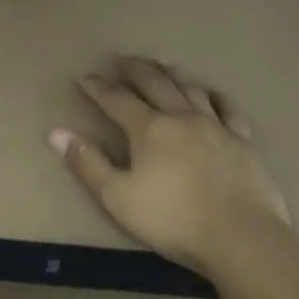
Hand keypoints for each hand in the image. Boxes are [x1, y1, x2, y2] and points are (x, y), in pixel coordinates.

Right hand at [49, 56, 293, 280]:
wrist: (242, 238)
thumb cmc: (173, 220)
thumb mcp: (118, 197)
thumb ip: (88, 163)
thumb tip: (56, 132)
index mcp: (148, 129)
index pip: (116, 99)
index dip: (98, 88)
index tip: (84, 78)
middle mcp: (181, 117)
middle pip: (155, 83)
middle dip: (135, 70)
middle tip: (122, 61)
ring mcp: (215, 126)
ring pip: (190, 89)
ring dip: (172, 75)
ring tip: (162, 69)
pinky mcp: (243, 141)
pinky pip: (227, 109)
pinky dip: (214, 97)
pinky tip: (211, 96)